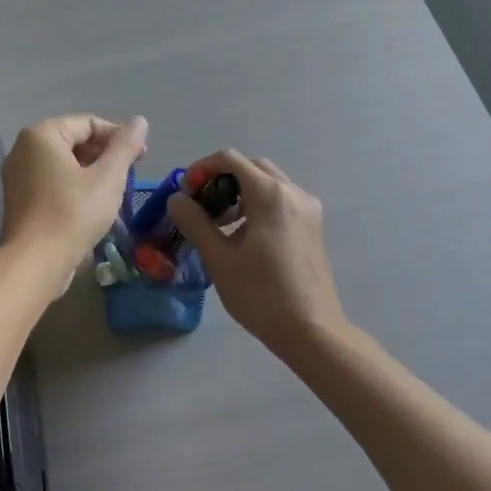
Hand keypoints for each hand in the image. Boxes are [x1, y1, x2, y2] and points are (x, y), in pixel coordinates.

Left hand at [1, 115, 148, 285]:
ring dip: (93, 173)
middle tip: (132, 174)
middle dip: (106, 155)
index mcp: (42, 135)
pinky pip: (53, 183)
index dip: (119, 137)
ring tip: (117, 191)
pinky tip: (95, 206)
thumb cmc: (73, 213)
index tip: (143, 157)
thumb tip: (139, 121)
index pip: (89, 123)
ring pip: (65, 164)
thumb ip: (125, 146)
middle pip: (75, 142)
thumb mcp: (108, 177)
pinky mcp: (19, 200)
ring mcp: (17, 176)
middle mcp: (23, 149)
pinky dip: (75, 187)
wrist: (35, 263)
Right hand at [167, 151, 346, 354]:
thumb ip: (195, 222)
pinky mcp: (313, 227)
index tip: (186, 193)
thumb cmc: (261, 294)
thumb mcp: (219, 258)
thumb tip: (177, 199)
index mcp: (270, 194)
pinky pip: (282, 201)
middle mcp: (293, 192)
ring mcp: (308, 209)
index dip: (202, 169)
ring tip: (219, 225)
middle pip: (252, 167)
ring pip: (269, 183)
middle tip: (201, 206)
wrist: (311, 330)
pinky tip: (244, 236)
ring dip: (240, 192)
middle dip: (222, 179)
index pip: (230, 159)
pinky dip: (259, 205)